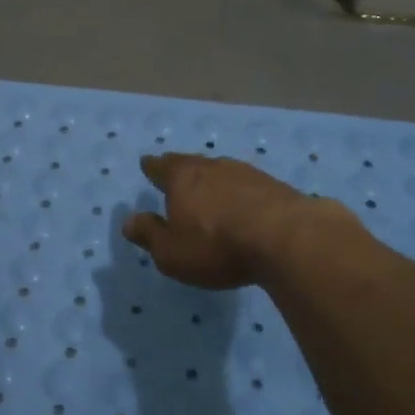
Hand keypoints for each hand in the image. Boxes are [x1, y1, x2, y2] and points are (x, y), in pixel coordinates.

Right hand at [123, 154, 348, 288]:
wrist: (286, 238)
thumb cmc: (217, 246)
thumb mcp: (172, 252)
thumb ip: (149, 235)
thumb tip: (128, 221)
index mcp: (182, 179)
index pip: (161, 168)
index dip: (152, 167)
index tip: (147, 162)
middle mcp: (212, 168)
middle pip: (191, 163)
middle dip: (180, 167)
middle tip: (174, 167)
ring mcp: (246, 173)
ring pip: (221, 170)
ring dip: (212, 178)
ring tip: (208, 185)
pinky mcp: (274, 186)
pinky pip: (246, 184)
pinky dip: (238, 191)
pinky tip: (242, 201)